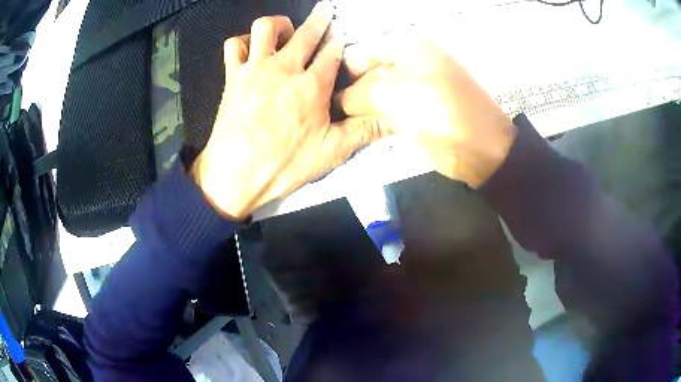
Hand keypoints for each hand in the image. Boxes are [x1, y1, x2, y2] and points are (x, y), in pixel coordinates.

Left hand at [191, 3, 390, 219]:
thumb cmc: (283, 165)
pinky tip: (251, 50)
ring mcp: (255, 69)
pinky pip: (234, 46)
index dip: (339, 42)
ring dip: (279, 24)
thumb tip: (396, 122)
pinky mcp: (232, 76)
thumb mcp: (331, 152)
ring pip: (266, 28)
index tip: (343, 36)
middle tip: (325, 10)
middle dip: (319, 19)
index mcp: (312, 86)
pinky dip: (243, 42)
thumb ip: (363, 131)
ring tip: (286, 32)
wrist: (234, 174)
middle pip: (305, 33)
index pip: (332, 53)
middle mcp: (284, 68)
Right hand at [336, 37, 516, 187]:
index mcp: (409, 47)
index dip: (342, 68)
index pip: (364, 51)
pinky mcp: (418, 110)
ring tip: (337, 119)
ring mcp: (415, 87)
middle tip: (327, 109)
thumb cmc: (441, 111)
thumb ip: (360, 93)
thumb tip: (339, 100)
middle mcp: (411, 63)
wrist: (479, 148)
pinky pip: (389, 110)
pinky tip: (357, 127)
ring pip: (378, 92)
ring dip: (360, 106)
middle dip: (350, 90)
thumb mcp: (395, 94)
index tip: (322, 89)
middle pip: (370, 72)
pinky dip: (374, 118)